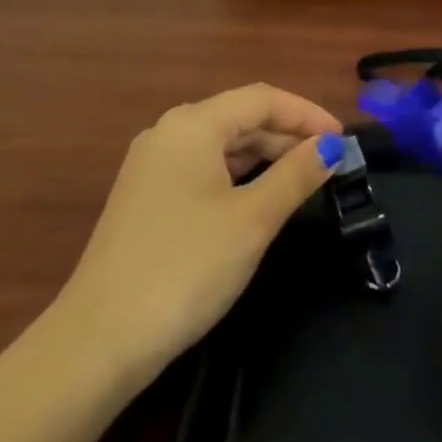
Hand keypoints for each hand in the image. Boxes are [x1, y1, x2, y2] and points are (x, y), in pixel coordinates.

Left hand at [52, 85, 343, 387]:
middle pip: (240, 117)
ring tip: (303, 178)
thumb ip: (296, 175)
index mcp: (193, 124)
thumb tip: (332, 145)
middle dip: (288, 134)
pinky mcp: (145, 197)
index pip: (262, 99)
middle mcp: (169, 132)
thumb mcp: (252, 220)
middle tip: (330, 161)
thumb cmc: (185, 268)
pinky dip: (237, 175)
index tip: (343, 138)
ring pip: (221, 144)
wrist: (97, 343)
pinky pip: (202, 168)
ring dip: (264, 155)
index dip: (307, 113)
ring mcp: (152, 165)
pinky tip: (258, 198)